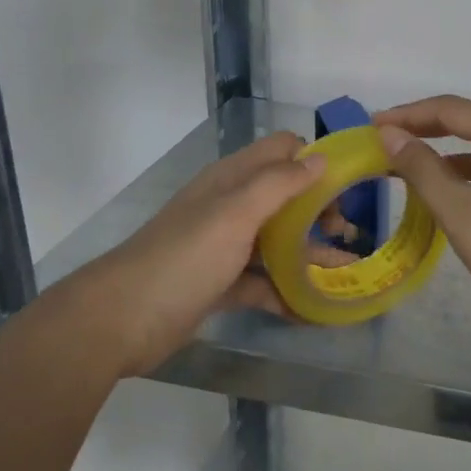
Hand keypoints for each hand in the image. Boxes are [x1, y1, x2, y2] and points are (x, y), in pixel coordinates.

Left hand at [74, 131, 330, 375]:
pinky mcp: (221, 284)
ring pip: (277, 242)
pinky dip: (286, 292)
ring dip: (310, 254)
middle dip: (319, 210)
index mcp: (232, 180)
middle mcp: (230, 207)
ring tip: (346, 273)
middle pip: (285, 197)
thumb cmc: (185, 257)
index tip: (348, 185)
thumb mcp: (235, 213)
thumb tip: (321, 159)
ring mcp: (225, 247)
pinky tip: (313, 309)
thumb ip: (279, 183)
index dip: (315, 161)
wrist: (123, 319)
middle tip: (347, 235)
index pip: (281, 151)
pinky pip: (263, 282)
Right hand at [375, 95, 470, 330]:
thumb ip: (423, 169)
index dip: (409, 115)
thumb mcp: (461, 211)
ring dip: (458, 150)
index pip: (452, 109)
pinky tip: (466, 191)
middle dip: (433, 126)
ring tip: (422, 165)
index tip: (374, 125)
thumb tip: (391, 134)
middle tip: (395, 139)